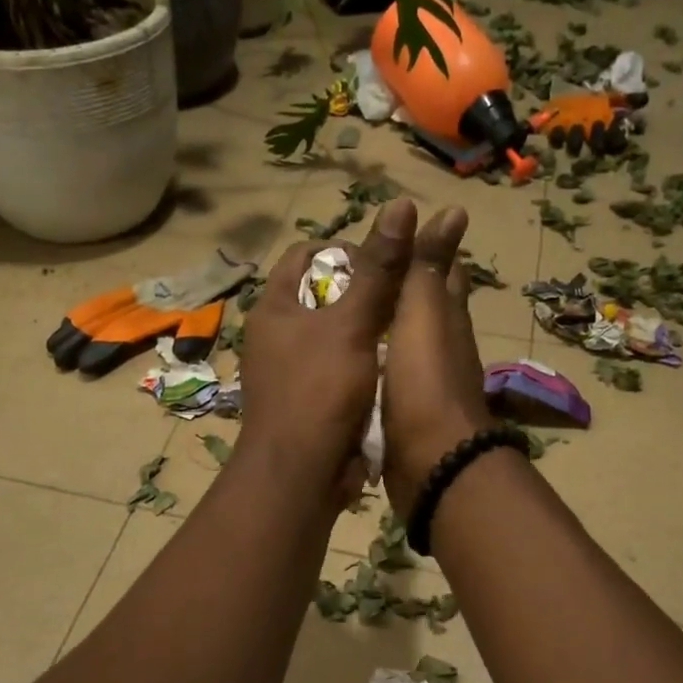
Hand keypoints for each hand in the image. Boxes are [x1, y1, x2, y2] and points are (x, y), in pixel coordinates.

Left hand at [236, 198, 416, 502]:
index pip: (307, 256)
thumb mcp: (351, 325)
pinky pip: (341, 368)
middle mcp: (278, 334)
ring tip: (407, 327)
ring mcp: (292, 370)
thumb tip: (401, 206)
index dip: (346, 249)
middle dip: (365, 291)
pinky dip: (366, 363)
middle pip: (325, 294)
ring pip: (337, 334)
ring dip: (369, 330)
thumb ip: (378, 269)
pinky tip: (395, 366)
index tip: (385, 262)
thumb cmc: (318, 391)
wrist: (299, 476)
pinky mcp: (310, 401)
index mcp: (275, 307)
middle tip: (406, 294)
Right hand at [379, 206, 493, 514]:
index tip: (396, 235)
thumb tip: (454, 210)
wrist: (431, 462)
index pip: (443, 273)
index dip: (426, 251)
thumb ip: (429, 267)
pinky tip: (352, 362)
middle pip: (424, 308)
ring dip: (384, 327)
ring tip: (348, 312)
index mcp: (447, 319)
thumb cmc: (424, 381)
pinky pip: (388, 378)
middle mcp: (441, 348)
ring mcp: (424, 383)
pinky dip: (374, 364)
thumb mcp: (423, 314)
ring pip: (404, 344)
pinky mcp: (405, 414)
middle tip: (359, 273)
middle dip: (401, 288)